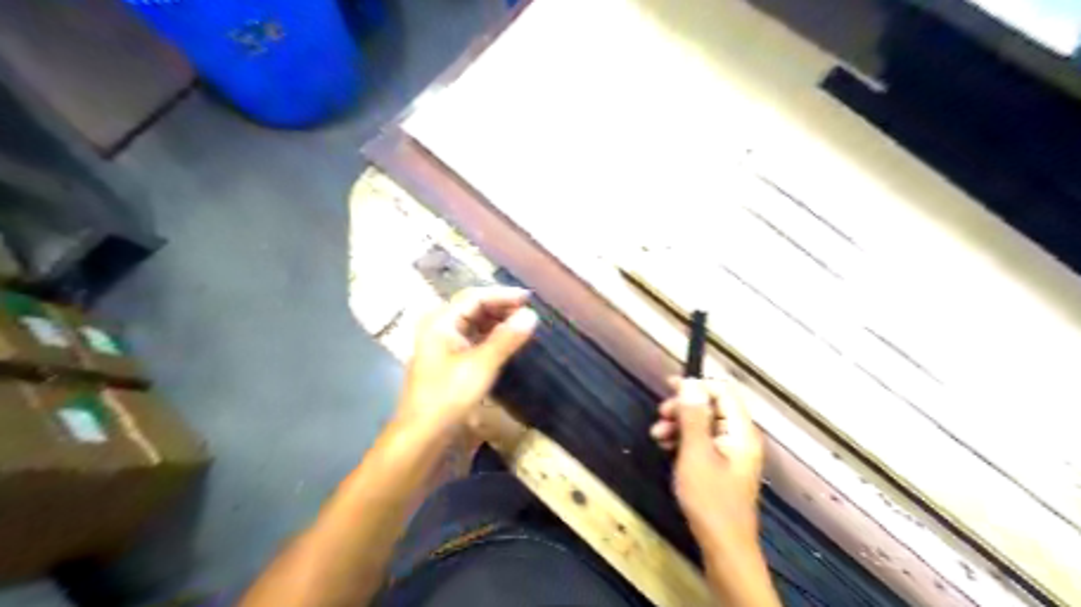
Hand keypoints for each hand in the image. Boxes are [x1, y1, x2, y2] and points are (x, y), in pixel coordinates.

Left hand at [397, 287, 537, 429]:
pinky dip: (490, 336)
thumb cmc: (448, 396)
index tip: (529, 299)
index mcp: (440, 321)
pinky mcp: (447, 358)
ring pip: (473, 322)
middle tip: (528, 312)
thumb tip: (531, 315)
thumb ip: (506, 338)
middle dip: (500, 307)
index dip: (503, 295)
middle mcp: (438, 326)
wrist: (422, 434)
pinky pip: (472, 337)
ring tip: (521, 324)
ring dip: (496, 321)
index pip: (475, 297)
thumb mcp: (481, 365)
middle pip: (472, 307)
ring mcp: (441, 342)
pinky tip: (505, 341)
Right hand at [644, 376, 763, 556]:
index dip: (696, 385)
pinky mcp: (723, 467)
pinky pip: (703, 442)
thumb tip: (690, 383)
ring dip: (679, 424)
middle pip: (712, 407)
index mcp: (741, 431)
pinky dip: (684, 440)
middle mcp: (740, 437)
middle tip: (659, 415)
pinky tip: (667, 447)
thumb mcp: (696, 453)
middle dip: (683, 407)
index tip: (668, 385)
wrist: (724, 547)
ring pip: (704, 425)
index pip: (723, 392)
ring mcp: (732, 453)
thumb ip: (693, 416)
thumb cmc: (709, 499)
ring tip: (657, 436)